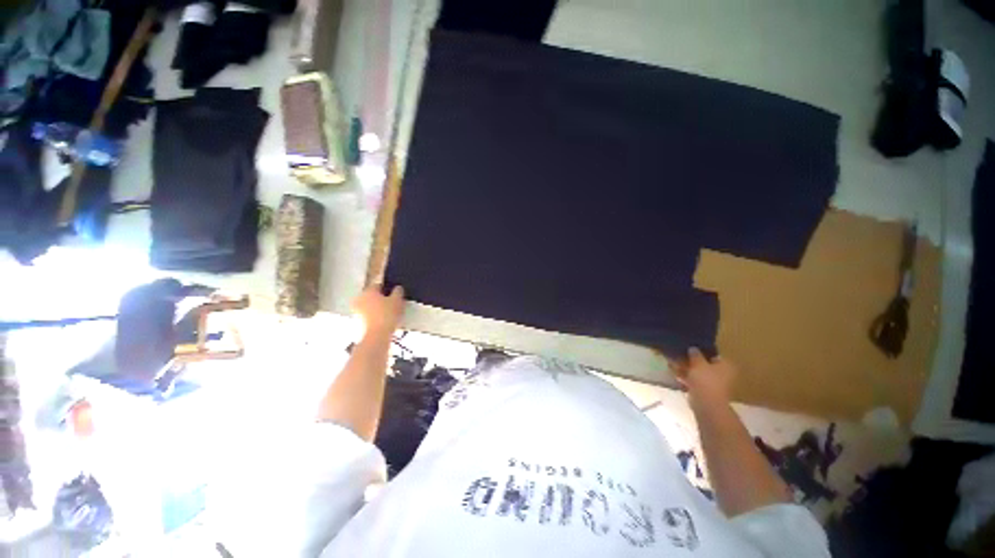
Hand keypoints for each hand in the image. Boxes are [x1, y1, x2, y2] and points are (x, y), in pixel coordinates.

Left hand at [352, 284, 404, 338]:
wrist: (376, 336)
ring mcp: (355, 311)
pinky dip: (373, 317)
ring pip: (369, 306)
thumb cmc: (387, 315)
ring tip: (388, 315)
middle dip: (381, 299)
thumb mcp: (398, 300)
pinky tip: (382, 322)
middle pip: (372, 296)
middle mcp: (359, 298)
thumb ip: (398, 291)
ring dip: (376, 308)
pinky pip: (366, 316)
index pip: (379, 285)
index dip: (388, 288)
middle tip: (392, 304)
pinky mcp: (355, 322)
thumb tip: (397, 287)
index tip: (395, 294)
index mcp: (368, 290)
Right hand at [672, 347, 735, 408]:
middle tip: (681, 354)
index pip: (714, 355)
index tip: (691, 347)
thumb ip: (695, 354)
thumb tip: (693, 348)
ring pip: (698, 373)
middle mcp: (723, 374)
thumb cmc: (706, 380)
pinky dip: (685, 377)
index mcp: (726, 365)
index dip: (702, 350)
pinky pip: (694, 381)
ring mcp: (713, 384)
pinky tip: (674, 373)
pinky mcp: (704, 392)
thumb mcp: (698, 362)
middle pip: (705, 364)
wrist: (706, 403)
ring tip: (673, 362)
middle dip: (693, 360)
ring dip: (687, 369)